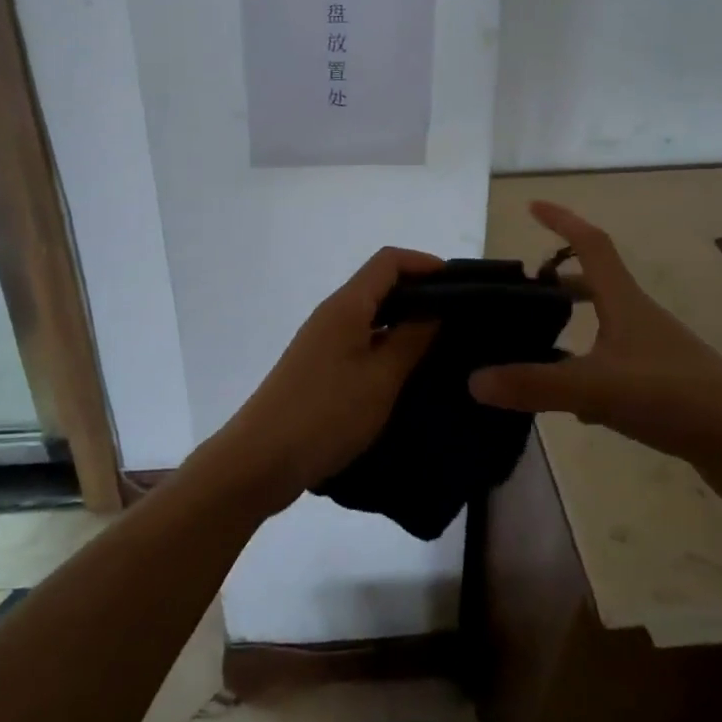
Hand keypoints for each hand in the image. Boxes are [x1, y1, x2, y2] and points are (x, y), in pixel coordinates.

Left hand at [211, 246, 442, 512]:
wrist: (260, 460)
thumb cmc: (326, 414)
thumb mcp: (381, 378)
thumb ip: (411, 339)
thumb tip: (437, 308)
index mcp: (346, 305)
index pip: (389, 261)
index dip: (425, 264)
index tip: (461, 286)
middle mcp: (332, 314)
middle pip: (379, 284)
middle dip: (420, 293)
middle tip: (460, 319)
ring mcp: (322, 341)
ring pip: (370, 315)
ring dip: (404, 321)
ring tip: (442, 345)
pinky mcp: (318, 367)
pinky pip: (360, 340)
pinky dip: (386, 344)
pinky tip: (407, 371)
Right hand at [468, 202, 721, 508]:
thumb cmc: (675, 396)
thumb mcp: (597, 388)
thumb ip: (535, 384)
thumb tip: (472, 379)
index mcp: (626, 303)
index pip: (592, 245)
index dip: (563, 221)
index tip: (532, 206)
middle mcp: (639, 319)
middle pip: (596, 284)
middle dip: (559, 281)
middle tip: (523, 291)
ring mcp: (653, 354)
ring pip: (603, 328)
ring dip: (572, 326)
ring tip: (534, 344)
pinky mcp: (661, 387)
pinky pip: (613, 367)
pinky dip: (587, 372)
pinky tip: (571, 406)